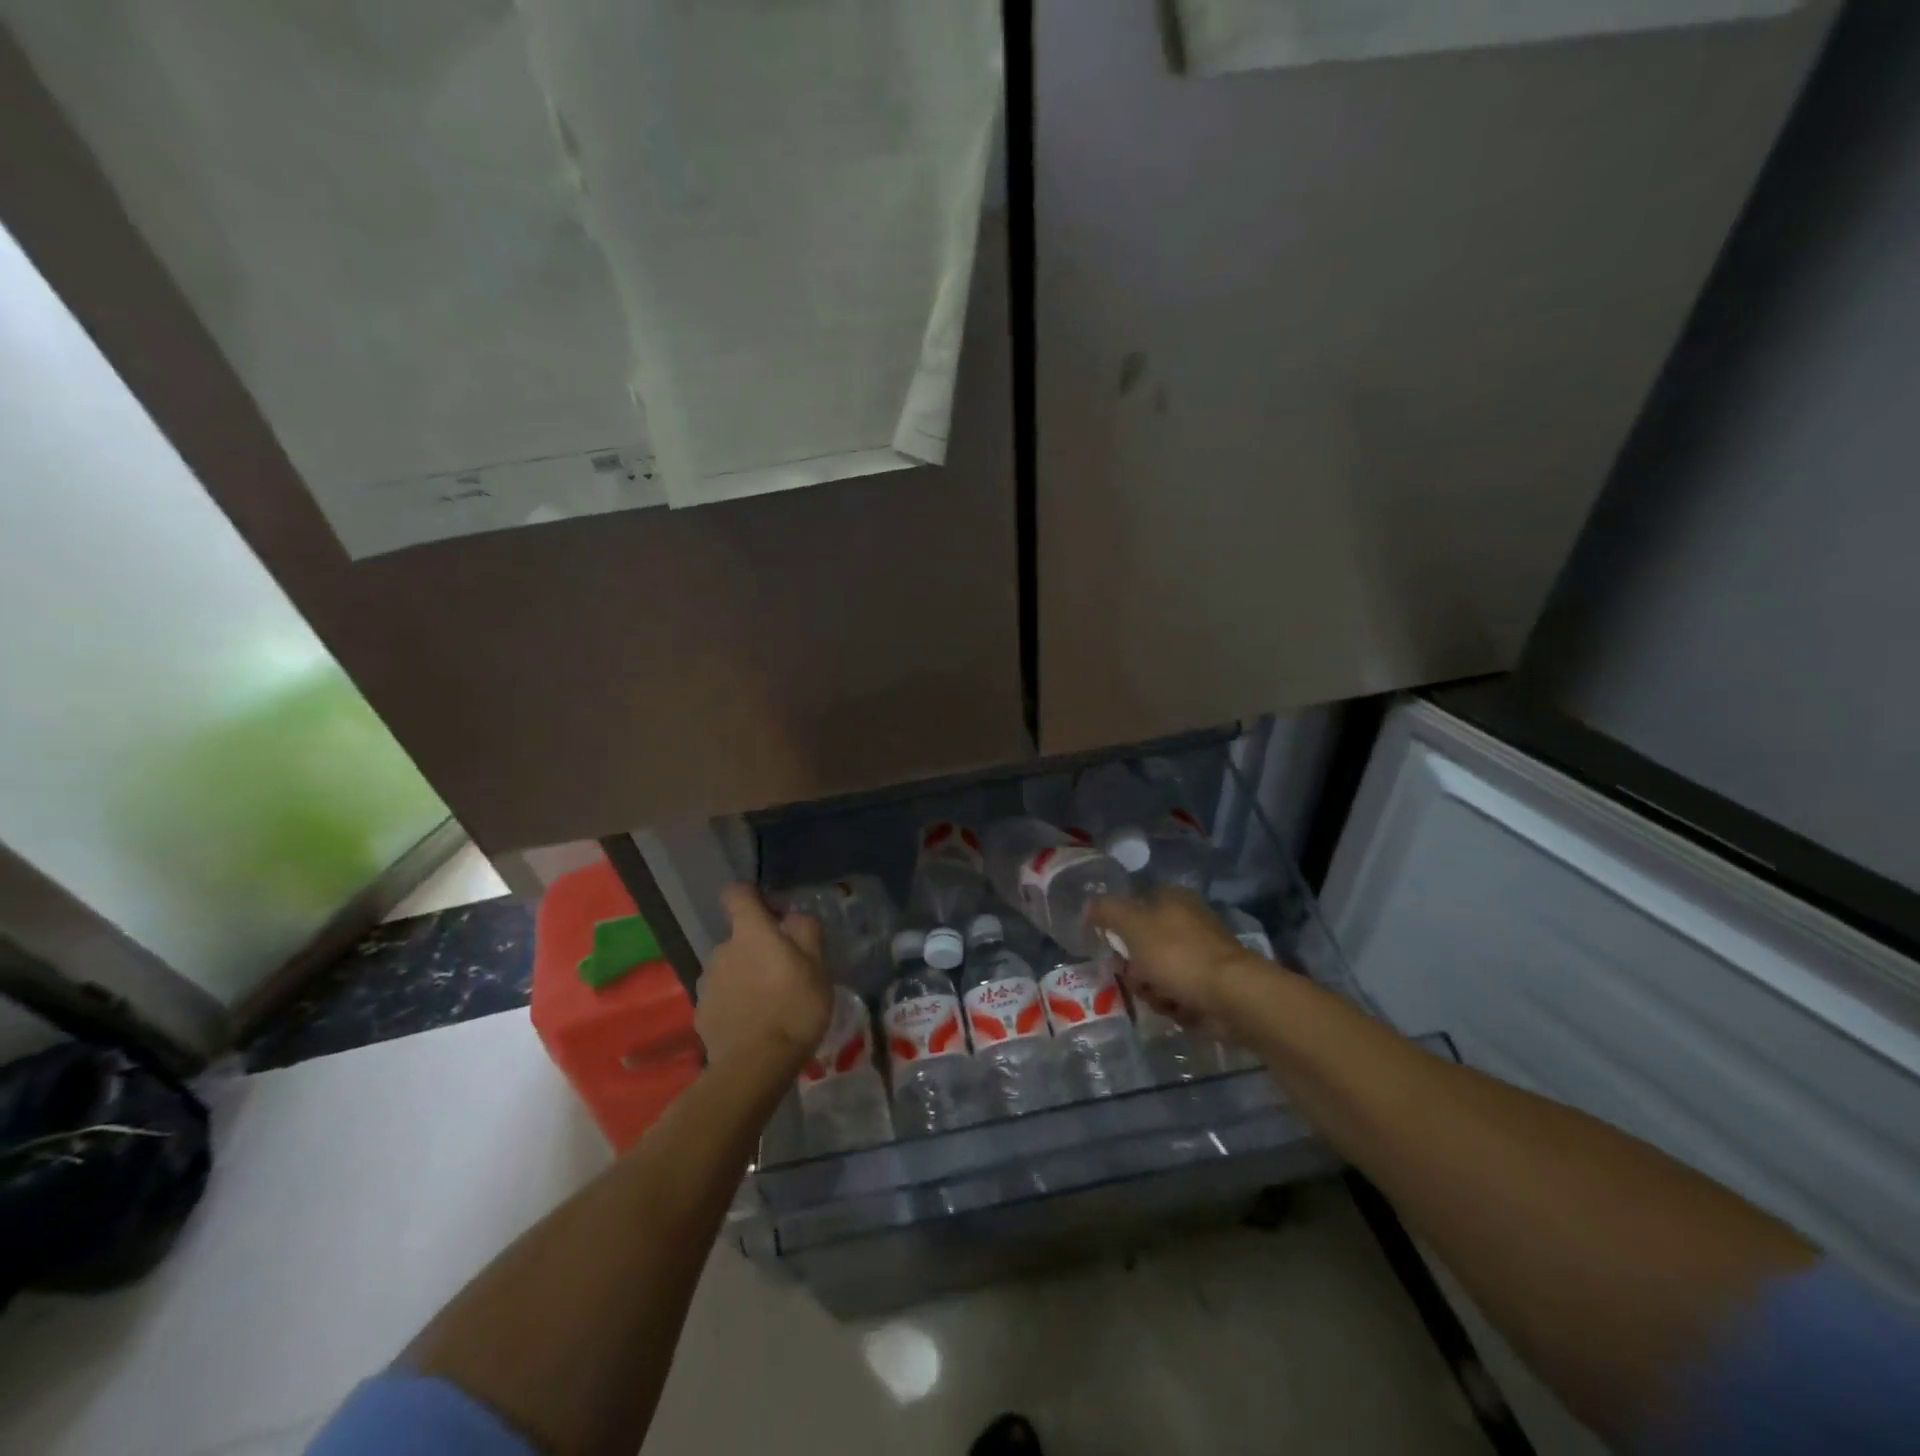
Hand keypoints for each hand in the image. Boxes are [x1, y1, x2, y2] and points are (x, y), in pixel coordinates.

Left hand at [695, 884, 832, 1076]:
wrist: (755, 1066)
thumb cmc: (794, 1008)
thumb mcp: (818, 966)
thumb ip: (805, 931)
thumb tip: (791, 917)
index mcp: (750, 932)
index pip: (736, 893)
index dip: (751, 895)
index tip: (771, 910)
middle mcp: (722, 950)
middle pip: (739, 937)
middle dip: (757, 947)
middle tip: (784, 972)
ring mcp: (707, 983)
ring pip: (730, 968)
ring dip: (746, 976)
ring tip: (769, 1003)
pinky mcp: (701, 1013)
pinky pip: (722, 997)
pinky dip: (735, 1003)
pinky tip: (753, 1024)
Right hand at [1089, 886, 1263, 1034]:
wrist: (1231, 996)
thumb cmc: (1177, 955)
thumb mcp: (1131, 925)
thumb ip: (1106, 911)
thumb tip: (1089, 906)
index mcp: (1172, 898)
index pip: (1135, 906)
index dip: (1119, 929)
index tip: (1112, 950)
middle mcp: (1189, 921)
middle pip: (1144, 945)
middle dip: (1135, 968)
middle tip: (1135, 979)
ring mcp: (1203, 954)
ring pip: (1159, 973)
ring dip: (1153, 990)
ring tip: (1161, 999)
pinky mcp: (1213, 984)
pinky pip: (1180, 993)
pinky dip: (1175, 1004)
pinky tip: (1179, 1010)